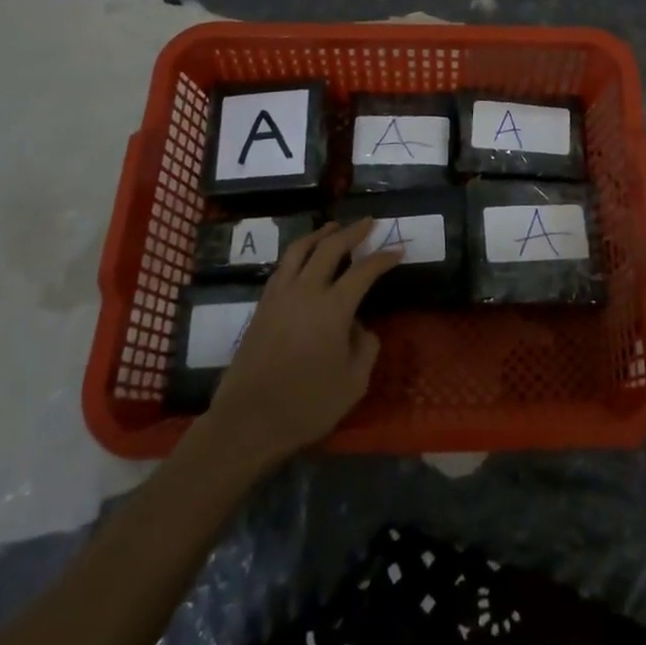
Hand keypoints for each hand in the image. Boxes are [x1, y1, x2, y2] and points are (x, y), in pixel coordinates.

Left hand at [201, 220, 401, 466]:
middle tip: (368, 222)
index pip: (364, 271)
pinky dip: (298, 253)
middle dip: (352, 231)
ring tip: (333, 227)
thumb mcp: (353, 384)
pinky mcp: (262, 306)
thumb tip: (360, 327)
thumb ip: (365, 349)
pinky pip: (283, 267)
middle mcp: (306, 291)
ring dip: (320, 234)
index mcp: (333, 308)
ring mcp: (279, 296)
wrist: (248, 422)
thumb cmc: (306, 405)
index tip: (398, 250)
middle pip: (330, 248)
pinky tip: (303, 257)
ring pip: (300, 250)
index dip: (383, 258)